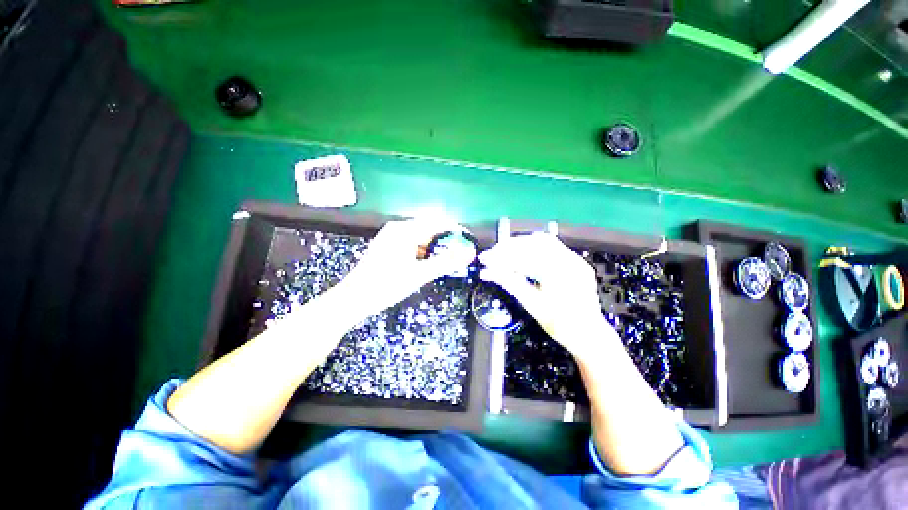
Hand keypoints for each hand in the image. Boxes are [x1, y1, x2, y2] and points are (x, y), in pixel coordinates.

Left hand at [334, 219, 474, 318]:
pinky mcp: (387, 245)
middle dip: (444, 240)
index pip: (437, 222)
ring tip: (441, 262)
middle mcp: (398, 228)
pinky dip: (421, 251)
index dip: (455, 230)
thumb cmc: (387, 285)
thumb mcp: (420, 274)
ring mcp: (391, 236)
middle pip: (429, 228)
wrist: (354, 298)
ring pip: (420, 236)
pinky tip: (423, 264)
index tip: (467, 241)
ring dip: (433, 247)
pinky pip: (410, 242)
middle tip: (456, 255)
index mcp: (406, 230)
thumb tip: (468, 253)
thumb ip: (446, 262)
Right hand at [479, 232, 618, 359]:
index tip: (485, 259)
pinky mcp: (576, 261)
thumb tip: (487, 272)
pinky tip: (523, 252)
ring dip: (520, 244)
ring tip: (504, 251)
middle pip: (532, 244)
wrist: (589, 335)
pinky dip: (534, 247)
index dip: (501, 256)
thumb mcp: (532, 305)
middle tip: (491, 254)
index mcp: (558, 273)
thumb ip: (510, 283)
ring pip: (542, 241)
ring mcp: (575, 259)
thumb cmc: (560, 324)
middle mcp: (569, 260)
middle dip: (508, 248)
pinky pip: (553, 247)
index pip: (523, 257)